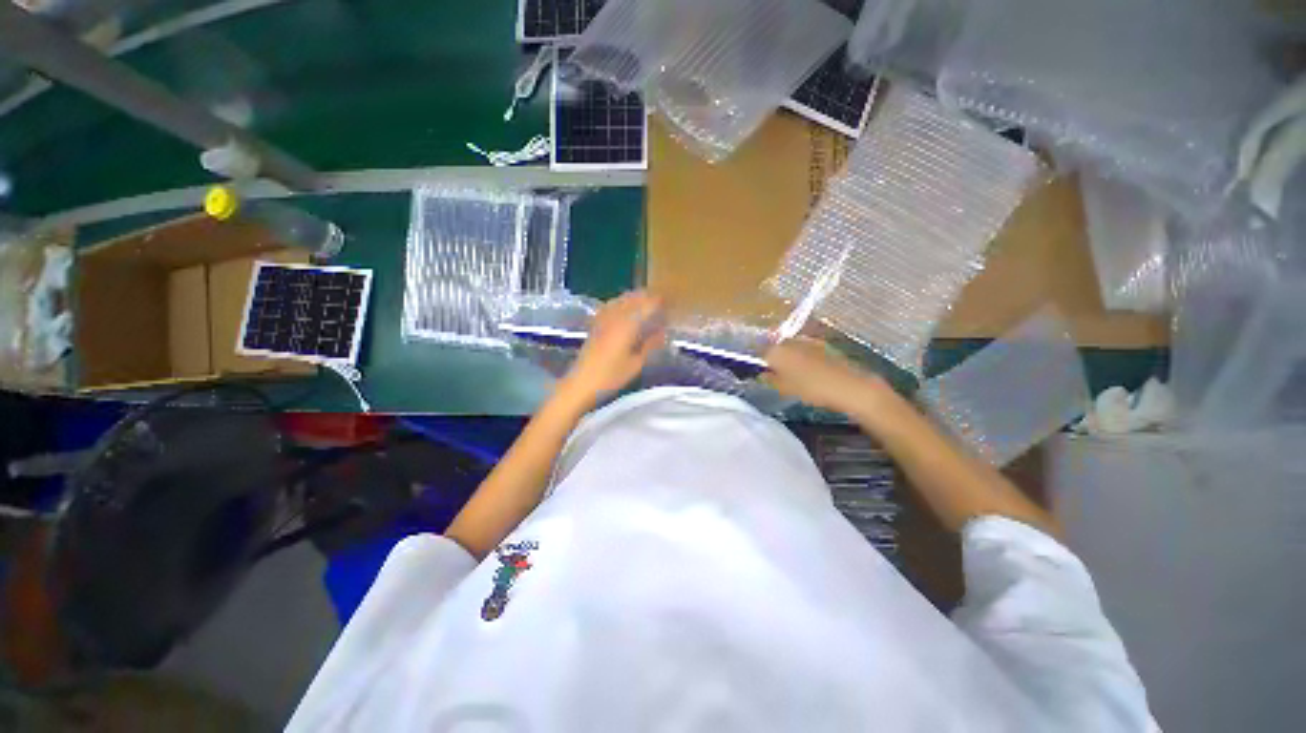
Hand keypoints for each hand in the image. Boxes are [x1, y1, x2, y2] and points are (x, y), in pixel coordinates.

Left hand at [559, 291, 666, 403]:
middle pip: (634, 297)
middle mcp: (615, 315)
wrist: (581, 383)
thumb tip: (662, 332)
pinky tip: (626, 311)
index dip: (659, 301)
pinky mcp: (596, 323)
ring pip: (622, 299)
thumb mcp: (636, 364)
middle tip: (661, 305)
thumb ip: (651, 345)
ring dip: (635, 299)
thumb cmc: (611, 376)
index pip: (647, 304)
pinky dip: (622, 303)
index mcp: (628, 324)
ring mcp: (603, 318)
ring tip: (646, 306)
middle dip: (648, 297)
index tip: (670, 304)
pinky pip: (611, 305)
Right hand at [764, 338, 886, 413]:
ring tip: (796, 374)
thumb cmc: (811, 388)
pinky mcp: (822, 343)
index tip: (764, 374)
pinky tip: (811, 370)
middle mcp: (789, 340)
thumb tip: (761, 374)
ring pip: (791, 348)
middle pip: (776, 348)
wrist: (848, 386)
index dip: (761, 364)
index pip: (760, 353)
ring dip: (790, 357)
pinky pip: (805, 349)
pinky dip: (804, 357)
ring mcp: (807, 340)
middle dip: (776, 359)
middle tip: (779, 375)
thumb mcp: (784, 389)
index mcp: (776, 351)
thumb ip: (769, 380)